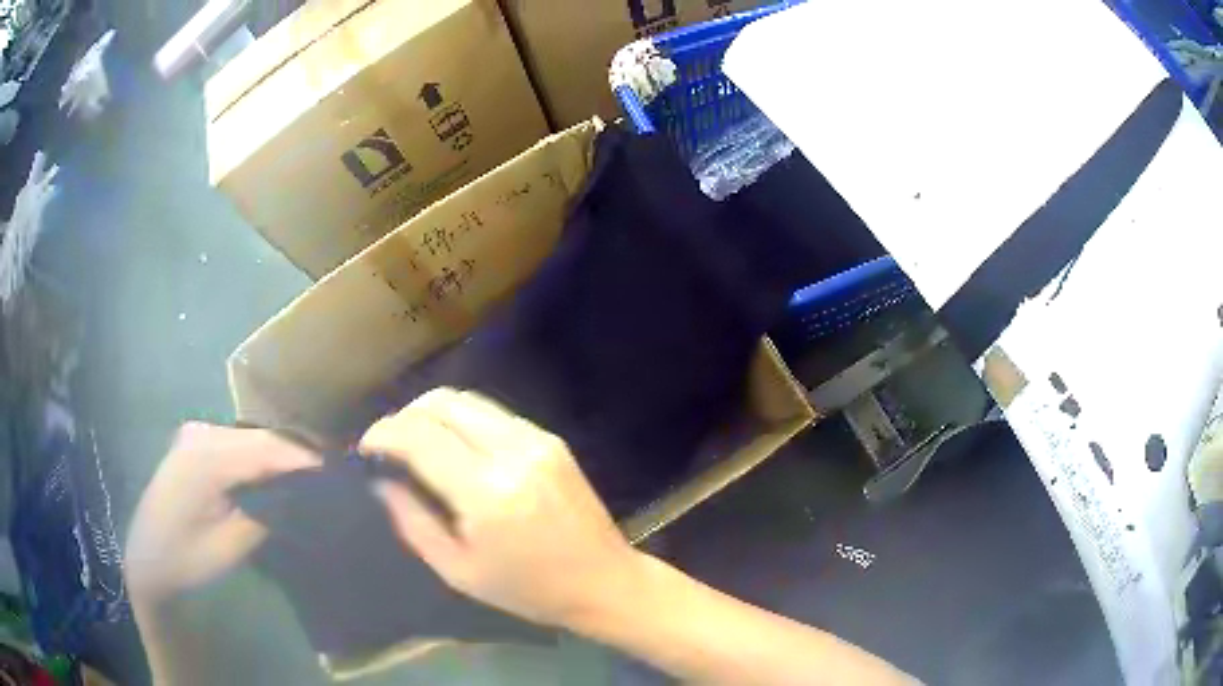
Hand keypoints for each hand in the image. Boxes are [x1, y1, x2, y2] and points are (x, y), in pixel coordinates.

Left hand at [124, 423, 320, 604]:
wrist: (146, 557)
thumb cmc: (186, 558)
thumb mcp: (230, 546)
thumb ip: (266, 515)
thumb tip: (303, 498)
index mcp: (206, 457)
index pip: (267, 449)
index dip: (307, 460)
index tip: (343, 475)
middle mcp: (201, 433)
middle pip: (261, 438)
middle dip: (299, 456)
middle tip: (335, 478)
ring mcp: (196, 434)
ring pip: (252, 438)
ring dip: (282, 457)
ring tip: (315, 478)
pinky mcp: (196, 443)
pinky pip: (238, 444)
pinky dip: (262, 458)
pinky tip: (279, 476)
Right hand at [360, 388, 642, 627]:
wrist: (603, 581)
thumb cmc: (528, 590)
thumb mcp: (459, 571)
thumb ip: (413, 521)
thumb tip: (381, 481)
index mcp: (487, 493)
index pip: (420, 437)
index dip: (383, 433)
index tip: (365, 447)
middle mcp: (512, 453)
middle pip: (443, 403)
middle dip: (405, 415)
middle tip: (389, 444)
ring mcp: (537, 440)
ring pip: (468, 400)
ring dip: (432, 413)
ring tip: (416, 442)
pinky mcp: (551, 440)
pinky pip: (493, 414)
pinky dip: (463, 420)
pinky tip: (455, 447)